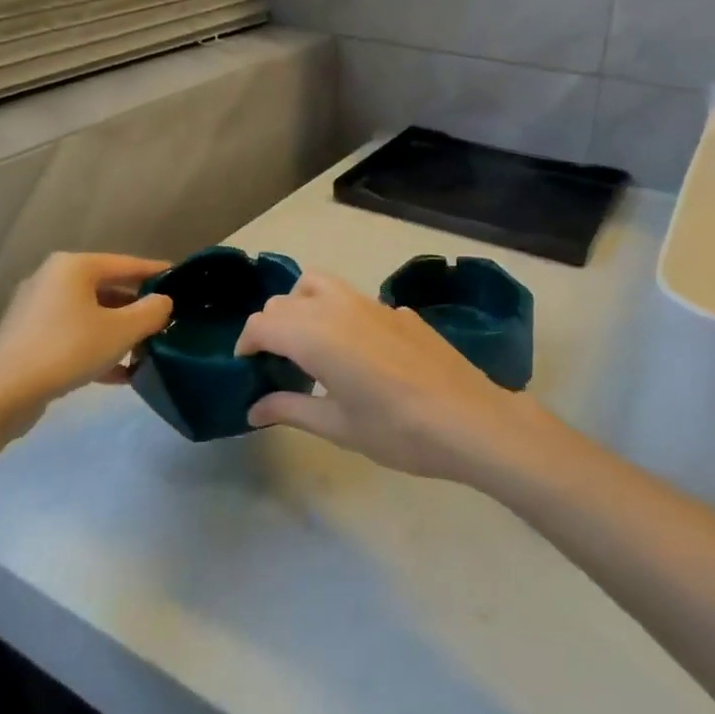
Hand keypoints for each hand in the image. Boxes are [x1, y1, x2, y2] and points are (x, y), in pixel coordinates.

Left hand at [0, 253, 171, 423]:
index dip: (157, 272)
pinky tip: (120, 374)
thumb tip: (163, 302)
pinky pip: (73, 335)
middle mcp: (53, 279)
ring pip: (91, 314)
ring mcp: (37, 309)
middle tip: (166, 320)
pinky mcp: (28, 338)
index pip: (127, 264)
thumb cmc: (67, 349)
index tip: (182, 280)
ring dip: (119, 331)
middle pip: (108, 288)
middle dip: (137, 307)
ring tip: (146, 349)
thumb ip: (151, 312)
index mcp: (74, 267)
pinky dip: (97, 348)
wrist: (2, 394)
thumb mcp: (121, 331)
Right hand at [235, 272, 546, 481]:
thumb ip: (291, 409)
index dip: (246, 342)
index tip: (246, 366)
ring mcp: (371, 303)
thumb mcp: (338, 426)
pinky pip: (352, 298)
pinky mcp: (397, 310)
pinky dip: (336, 312)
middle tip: (274, 362)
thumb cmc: (397, 430)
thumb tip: (253, 409)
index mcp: (316, 334)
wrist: (468, 419)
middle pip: (285, 301)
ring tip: (307, 344)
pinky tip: (356, 352)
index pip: (263, 323)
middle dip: (270, 325)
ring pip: (318, 284)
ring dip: (300, 305)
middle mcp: (338, 307)